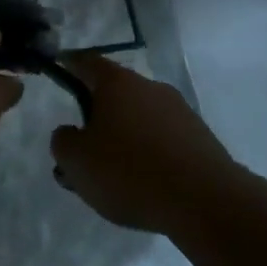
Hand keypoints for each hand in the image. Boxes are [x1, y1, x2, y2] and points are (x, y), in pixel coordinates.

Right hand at [49, 55, 237, 236]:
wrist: (207, 203)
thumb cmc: (130, 172)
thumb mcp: (77, 161)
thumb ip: (62, 141)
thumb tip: (70, 133)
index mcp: (117, 83)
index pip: (86, 62)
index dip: (69, 65)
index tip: (59, 70)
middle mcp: (150, 87)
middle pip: (115, 93)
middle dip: (97, 114)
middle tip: (83, 144)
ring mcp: (180, 112)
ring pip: (141, 118)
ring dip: (125, 137)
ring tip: (113, 176)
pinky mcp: (202, 140)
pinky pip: (164, 140)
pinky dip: (150, 155)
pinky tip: (145, 185)